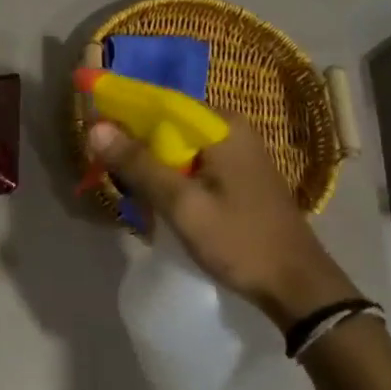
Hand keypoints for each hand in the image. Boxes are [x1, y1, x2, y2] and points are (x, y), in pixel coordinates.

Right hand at [87, 119, 360, 327]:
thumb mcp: (183, 204)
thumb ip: (139, 164)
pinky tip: (155, 201)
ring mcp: (236, 151)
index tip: (92, 132)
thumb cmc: (240, 241)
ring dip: (149, 164)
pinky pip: (191, 162)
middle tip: (109, 173)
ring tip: (129, 192)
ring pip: (176, 145)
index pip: (158, 101)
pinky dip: (169, 176)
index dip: (121, 112)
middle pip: (166, 123)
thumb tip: (94, 128)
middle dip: (134, 145)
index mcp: (221, 124)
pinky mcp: (237, 173)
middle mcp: (230, 127)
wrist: (298, 288)